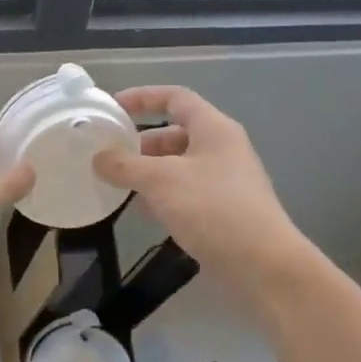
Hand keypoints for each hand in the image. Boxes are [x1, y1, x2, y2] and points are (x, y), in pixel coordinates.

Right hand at [92, 86, 312, 310]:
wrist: (262, 264)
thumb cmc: (212, 209)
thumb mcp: (160, 181)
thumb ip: (125, 165)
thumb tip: (98, 158)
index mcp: (213, 129)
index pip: (175, 98)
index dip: (143, 97)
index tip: (112, 107)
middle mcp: (222, 149)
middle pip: (175, 132)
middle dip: (141, 141)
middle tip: (110, 154)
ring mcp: (224, 180)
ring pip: (178, 165)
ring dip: (148, 171)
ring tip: (118, 183)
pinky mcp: (222, 210)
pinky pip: (185, 191)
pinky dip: (161, 195)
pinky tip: (142, 211)